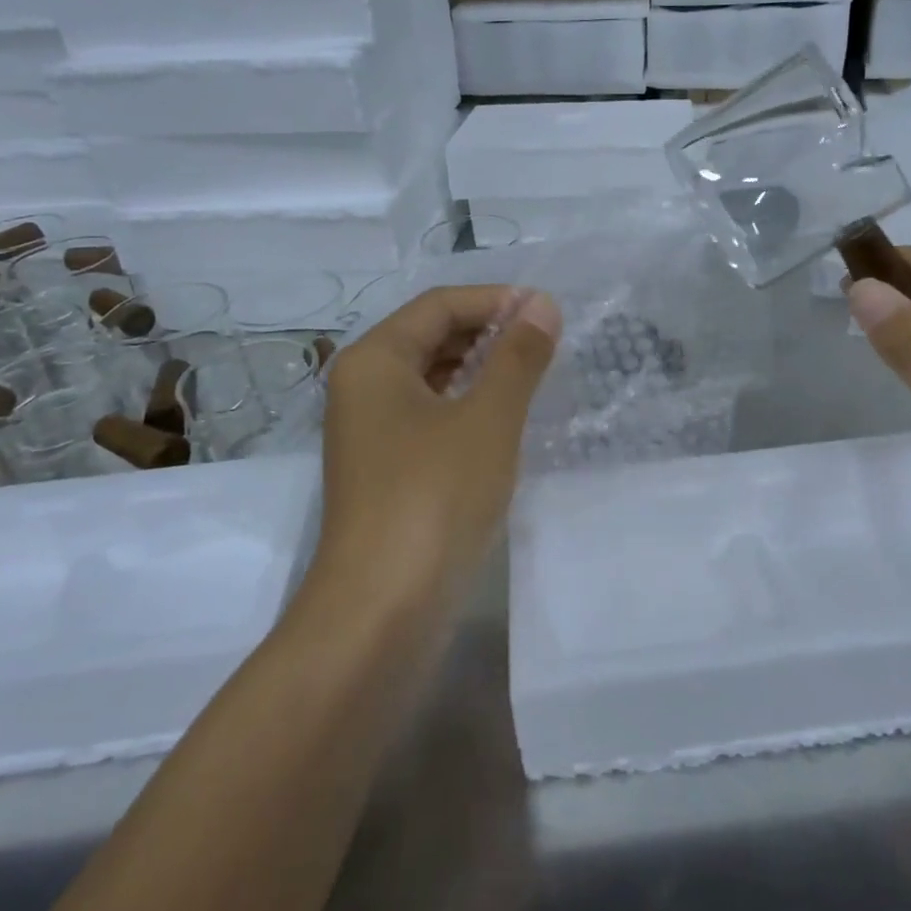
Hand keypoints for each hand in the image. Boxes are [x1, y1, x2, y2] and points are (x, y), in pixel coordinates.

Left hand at [318, 286, 560, 595]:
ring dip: (481, 369)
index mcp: (374, 360)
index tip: (547, 311)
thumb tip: (542, 305)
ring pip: (431, 379)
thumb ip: (518, 356)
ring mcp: (370, 432)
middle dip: (488, 332)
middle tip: (546, 341)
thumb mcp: (488, 418)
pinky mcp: (386, 470)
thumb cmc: (434, 497)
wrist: (382, 610)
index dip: (495, 299)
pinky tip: (505, 420)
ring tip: (534, 374)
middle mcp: (363, 387)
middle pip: (430, 336)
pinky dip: (468, 407)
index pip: (438, 305)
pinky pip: (430, 417)